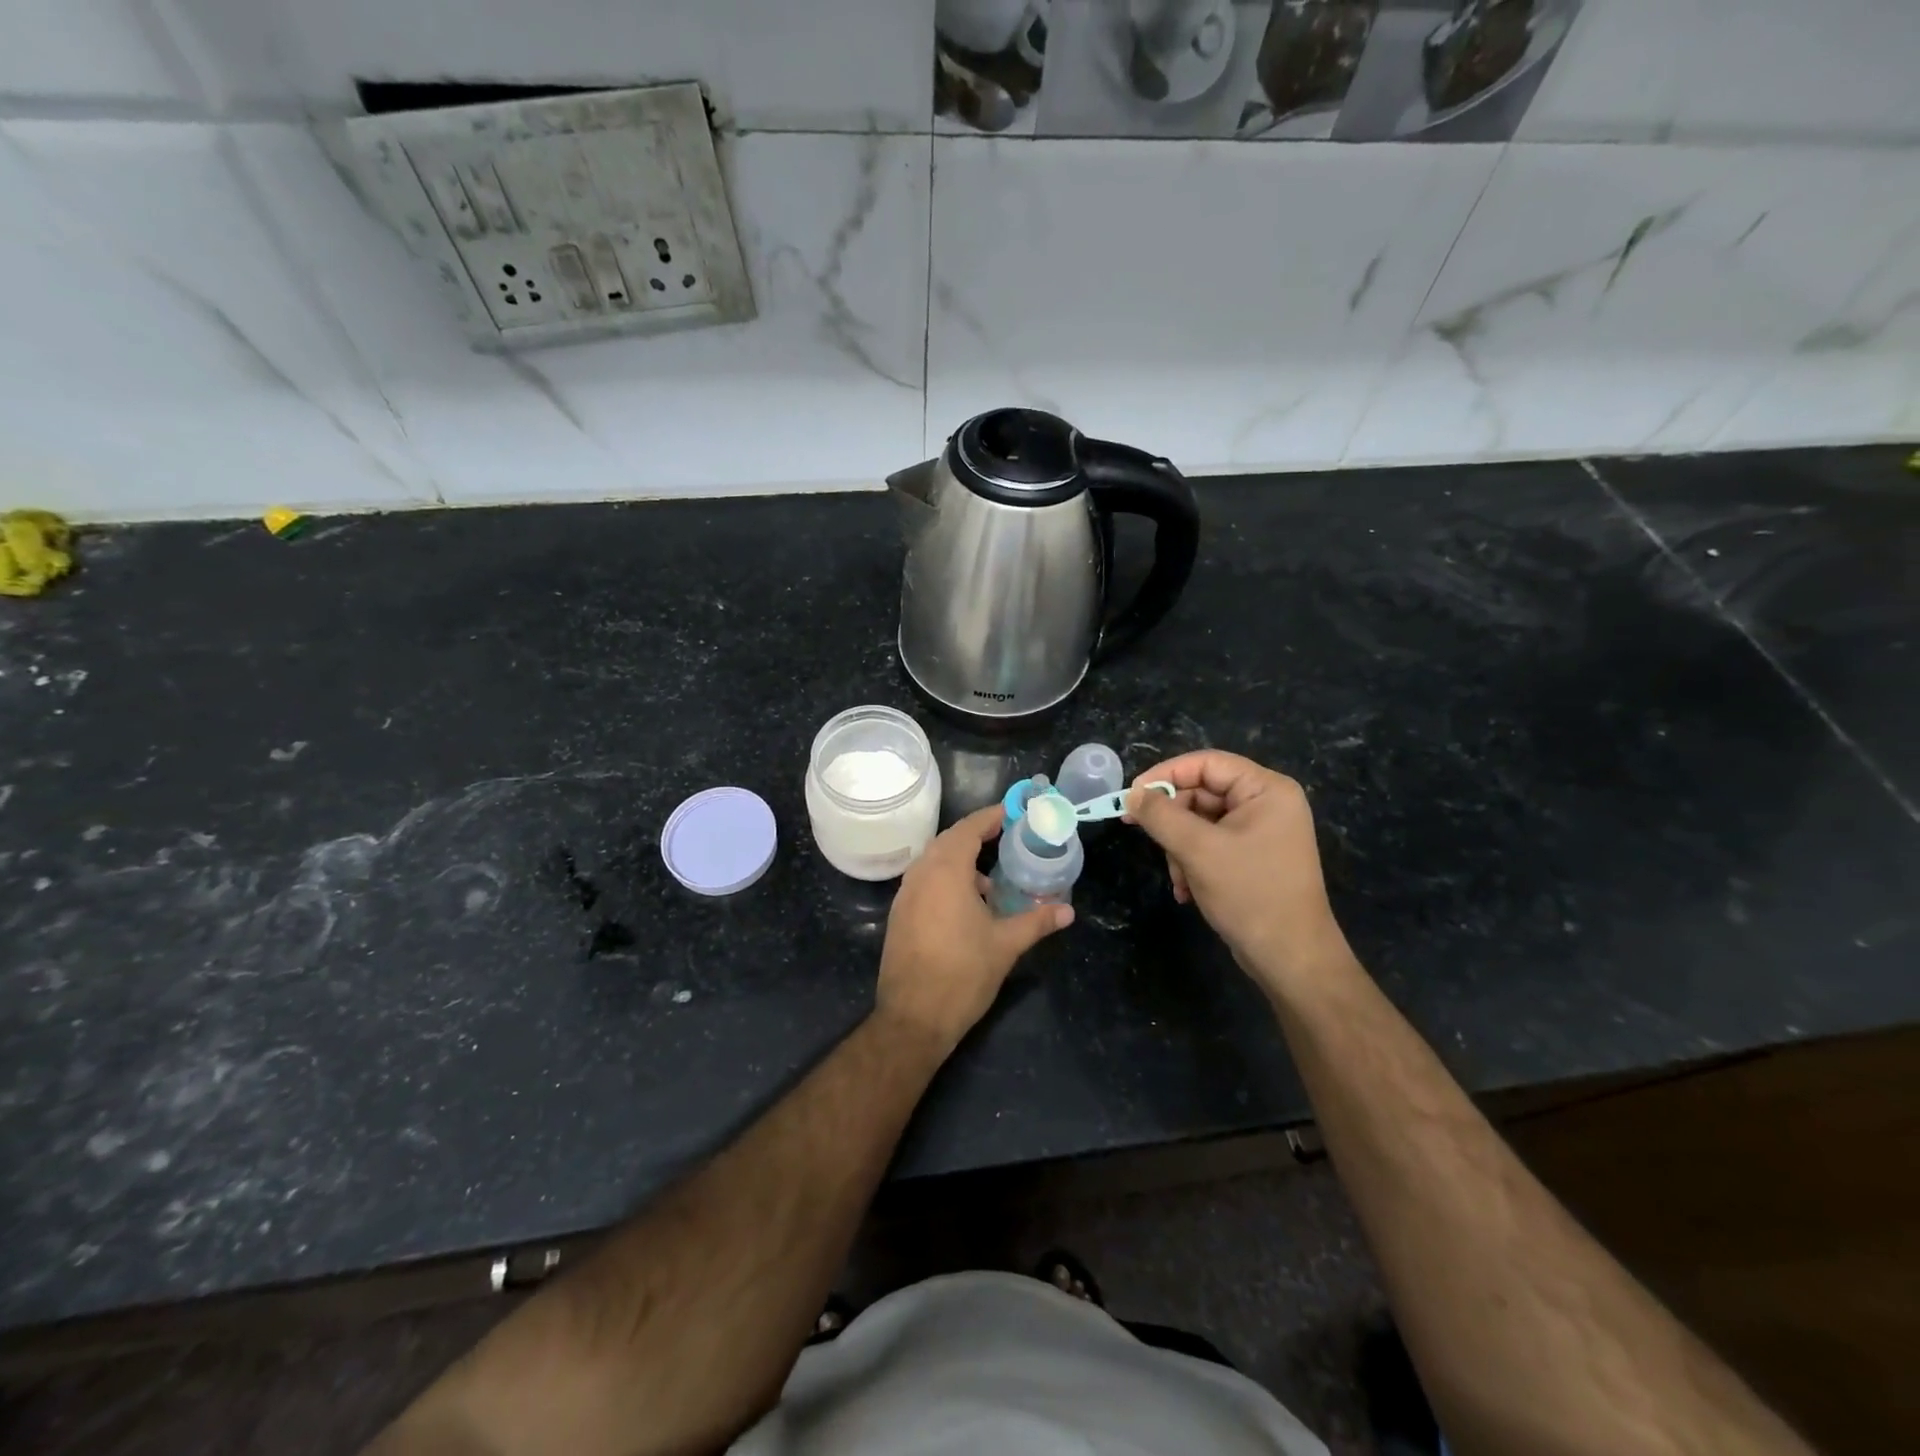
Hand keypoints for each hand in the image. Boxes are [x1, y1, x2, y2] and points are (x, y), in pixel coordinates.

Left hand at [876, 805, 1072, 1052]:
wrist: (913, 1018)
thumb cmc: (963, 974)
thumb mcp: (1006, 945)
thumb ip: (1037, 921)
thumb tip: (1068, 911)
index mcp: (945, 871)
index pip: (969, 829)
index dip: (991, 817)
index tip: (1013, 813)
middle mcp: (920, 874)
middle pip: (949, 841)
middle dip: (976, 835)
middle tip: (1006, 837)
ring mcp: (905, 895)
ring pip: (934, 862)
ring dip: (960, 860)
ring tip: (991, 879)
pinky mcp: (899, 914)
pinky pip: (924, 881)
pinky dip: (946, 880)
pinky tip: (967, 904)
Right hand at [1128, 752, 1352, 998]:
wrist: (1291, 959)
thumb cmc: (1250, 894)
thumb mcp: (1198, 850)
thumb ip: (1160, 815)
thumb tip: (1132, 794)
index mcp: (1266, 790)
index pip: (1206, 763)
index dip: (1165, 774)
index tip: (1132, 796)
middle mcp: (1267, 804)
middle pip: (1202, 792)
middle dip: (1173, 821)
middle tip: (1145, 837)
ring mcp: (1262, 832)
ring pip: (1201, 822)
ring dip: (1180, 848)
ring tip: (1178, 878)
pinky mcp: (1253, 858)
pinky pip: (1211, 844)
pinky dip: (1193, 863)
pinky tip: (1186, 890)